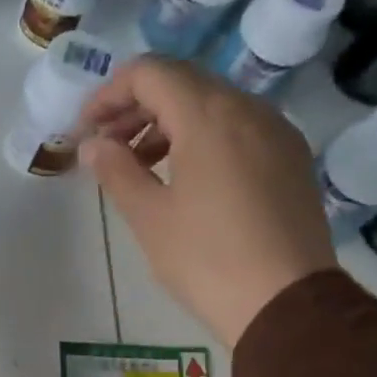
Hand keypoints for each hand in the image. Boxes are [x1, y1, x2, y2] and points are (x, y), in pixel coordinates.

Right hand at [78, 57, 336, 347]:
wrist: (286, 303)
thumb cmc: (207, 259)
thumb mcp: (149, 217)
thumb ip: (116, 170)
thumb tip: (93, 144)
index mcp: (209, 116)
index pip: (151, 73)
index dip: (109, 93)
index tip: (86, 129)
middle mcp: (248, 109)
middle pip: (183, 82)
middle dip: (136, 106)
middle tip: (105, 145)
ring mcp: (276, 132)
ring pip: (212, 104)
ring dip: (168, 122)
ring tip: (139, 165)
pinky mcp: (290, 158)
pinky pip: (238, 128)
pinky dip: (201, 137)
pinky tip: (183, 177)